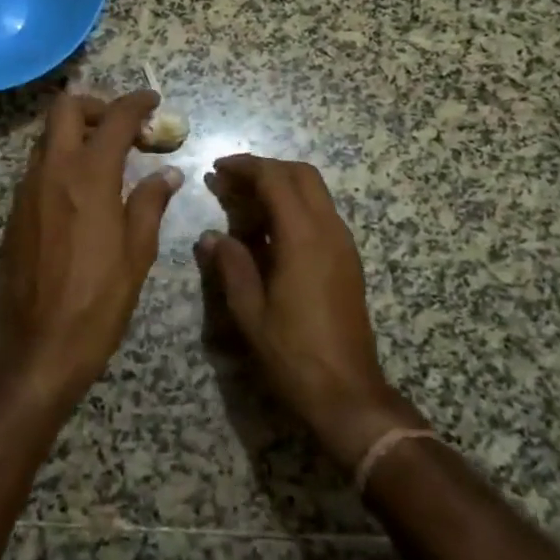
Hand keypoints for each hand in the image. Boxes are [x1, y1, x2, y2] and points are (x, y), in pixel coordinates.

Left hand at [0, 90, 181, 409]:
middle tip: (123, 128)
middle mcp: (53, 172)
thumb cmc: (96, 303)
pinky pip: (39, 166)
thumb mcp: (136, 255)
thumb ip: (150, 204)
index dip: (136, 103)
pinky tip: (83, 191)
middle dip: (97, 107)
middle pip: (65, 109)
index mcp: (89, 178)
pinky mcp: (15, 212)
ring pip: (48, 137)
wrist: (35, 349)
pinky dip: (62, 160)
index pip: (114, 119)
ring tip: (107, 158)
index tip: (153, 101)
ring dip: (77, 133)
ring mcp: (27, 190)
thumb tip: (168, 174)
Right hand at [197, 155, 422, 469]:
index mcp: (303, 237)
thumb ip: (231, 266)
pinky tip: (271, 231)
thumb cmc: (294, 354)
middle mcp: (329, 230)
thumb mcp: (251, 313)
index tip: (219, 168)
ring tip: (246, 201)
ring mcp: (343, 243)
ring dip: (282, 185)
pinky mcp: (348, 259)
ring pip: (315, 191)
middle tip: (232, 179)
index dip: (246, 167)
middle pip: (301, 174)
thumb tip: (211, 237)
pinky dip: (296, 205)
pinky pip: (322, 213)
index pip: (275, 179)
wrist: (349, 393)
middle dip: (266, 168)